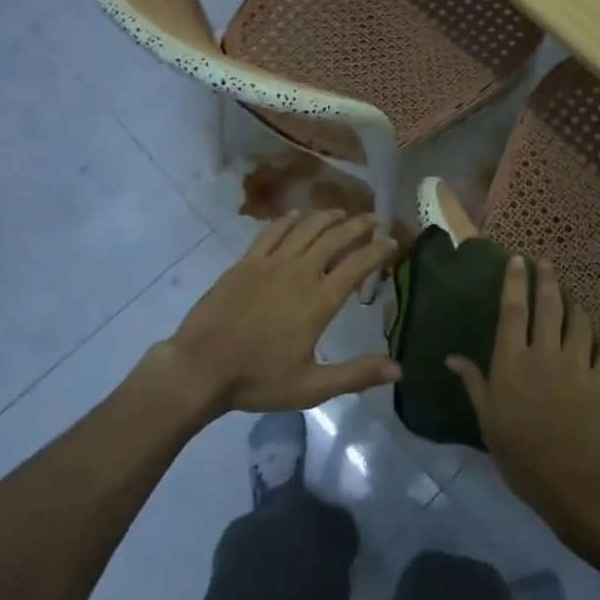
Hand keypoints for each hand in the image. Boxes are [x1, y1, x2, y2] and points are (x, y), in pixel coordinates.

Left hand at [149, 210, 401, 414]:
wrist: (200, 367)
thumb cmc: (258, 379)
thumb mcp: (311, 387)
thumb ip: (356, 375)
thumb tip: (398, 370)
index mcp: (318, 301)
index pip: (357, 266)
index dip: (378, 251)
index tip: (393, 242)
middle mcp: (299, 273)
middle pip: (334, 238)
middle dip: (357, 226)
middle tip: (373, 219)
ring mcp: (270, 263)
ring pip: (305, 229)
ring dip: (326, 217)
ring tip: (341, 213)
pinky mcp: (245, 262)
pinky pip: (271, 232)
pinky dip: (288, 220)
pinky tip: (297, 216)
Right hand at [449, 257, 599, 538]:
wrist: (579, 486)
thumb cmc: (523, 458)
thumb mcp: (488, 422)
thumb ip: (474, 384)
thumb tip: (451, 357)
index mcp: (512, 362)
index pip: (512, 311)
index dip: (514, 282)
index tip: (516, 259)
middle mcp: (545, 353)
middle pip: (548, 306)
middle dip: (547, 279)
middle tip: (546, 262)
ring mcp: (579, 364)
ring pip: (579, 322)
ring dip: (575, 306)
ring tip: (572, 299)